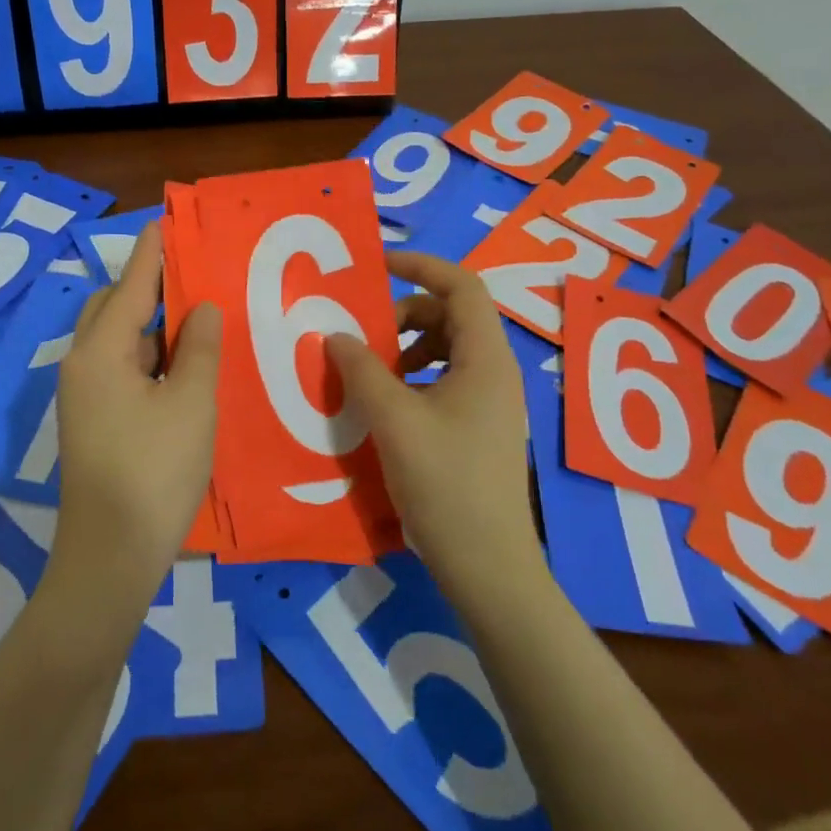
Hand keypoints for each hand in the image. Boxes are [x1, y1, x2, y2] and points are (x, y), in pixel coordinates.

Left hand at [48, 225, 223, 617]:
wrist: (111, 555)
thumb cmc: (154, 472)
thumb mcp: (191, 404)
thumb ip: (198, 348)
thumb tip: (202, 307)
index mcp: (100, 353)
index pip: (130, 286)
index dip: (152, 253)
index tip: (167, 221)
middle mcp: (83, 365)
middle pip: (114, 307)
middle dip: (149, 285)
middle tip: (193, 271)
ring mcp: (84, 396)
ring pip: (118, 340)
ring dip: (152, 322)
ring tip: (196, 311)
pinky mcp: (94, 420)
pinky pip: (121, 368)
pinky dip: (149, 354)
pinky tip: (182, 361)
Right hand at [328, 251, 541, 601]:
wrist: (486, 564)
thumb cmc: (444, 484)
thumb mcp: (393, 420)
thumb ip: (361, 370)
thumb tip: (336, 334)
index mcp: (485, 358)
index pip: (461, 285)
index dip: (421, 266)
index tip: (377, 266)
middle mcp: (494, 371)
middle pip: (451, 316)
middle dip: (404, 315)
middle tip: (364, 338)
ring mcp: (489, 402)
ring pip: (446, 350)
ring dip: (406, 349)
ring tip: (371, 374)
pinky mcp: (478, 427)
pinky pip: (445, 381)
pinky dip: (413, 378)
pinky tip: (386, 407)